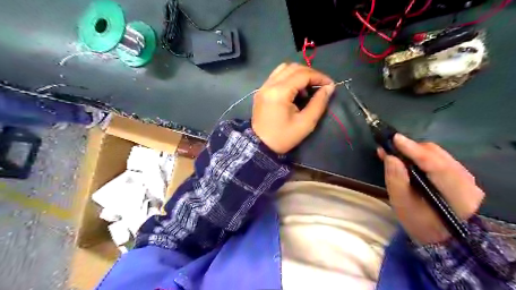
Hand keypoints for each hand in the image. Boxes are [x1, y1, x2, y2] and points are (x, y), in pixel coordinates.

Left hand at [252, 64, 334, 153]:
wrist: (260, 146)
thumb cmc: (283, 137)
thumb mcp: (306, 123)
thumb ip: (319, 103)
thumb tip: (329, 87)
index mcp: (279, 92)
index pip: (303, 74)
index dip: (319, 77)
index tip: (330, 85)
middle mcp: (269, 84)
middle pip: (293, 68)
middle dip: (310, 73)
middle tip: (320, 86)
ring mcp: (263, 86)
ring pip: (284, 68)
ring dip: (299, 73)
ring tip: (307, 87)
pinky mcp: (261, 91)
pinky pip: (276, 76)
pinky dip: (289, 77)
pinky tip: (295, 90)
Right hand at [378, 134, 485, 243]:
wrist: (441, 236)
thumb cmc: (419, 223)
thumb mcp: (402, 204)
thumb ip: (396, 180)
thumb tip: (390, 157)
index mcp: (456, 194)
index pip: (435, 165)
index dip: (414, 150)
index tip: (395, 138)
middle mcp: (466, 181)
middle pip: (437, 154)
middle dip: (411, 148)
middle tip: (389, 147)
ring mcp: (466, 177)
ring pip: (438, 153)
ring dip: (414, 151)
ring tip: (394, 151)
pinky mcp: (459, 174)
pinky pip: (438, 157)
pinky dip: (420, 155)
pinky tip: (407, 157)